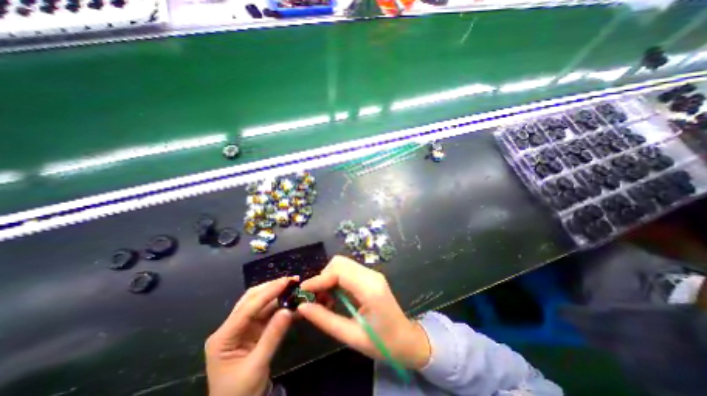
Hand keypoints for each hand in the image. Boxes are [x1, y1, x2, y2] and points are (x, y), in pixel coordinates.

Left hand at [207, 277, 295, 393]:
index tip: (286, 281)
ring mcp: (242, 328)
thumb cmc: (240, 393)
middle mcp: (231, 327)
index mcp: (223, 337)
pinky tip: (293, 303)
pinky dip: (281, 307)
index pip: (247, 308)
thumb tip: (289, 310)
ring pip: (261, 304)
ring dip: (278, 295)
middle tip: (292, 281)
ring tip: (294, 287)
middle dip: (272, 288)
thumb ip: (272, 337)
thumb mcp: (256, 367)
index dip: (268, 292)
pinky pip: (268, 313)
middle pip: (251, 299)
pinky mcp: (253, 330)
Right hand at [295, 255, 426, 369]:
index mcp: (370, 289)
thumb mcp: (351, 336)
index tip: (303, 292)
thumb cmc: (382, 343)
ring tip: (324, 299)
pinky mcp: (370, 277)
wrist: (406, 340)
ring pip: (343, 264)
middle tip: (315, 298)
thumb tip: (302, 307)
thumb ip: (325, 320)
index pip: (339, 271)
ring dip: (329, 277)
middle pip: (340, 262)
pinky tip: (334, 296)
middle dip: (323, 277)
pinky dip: (336, 279)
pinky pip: (348, 271)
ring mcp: (372, 274)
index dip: (319, 279)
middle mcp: (371, 275)